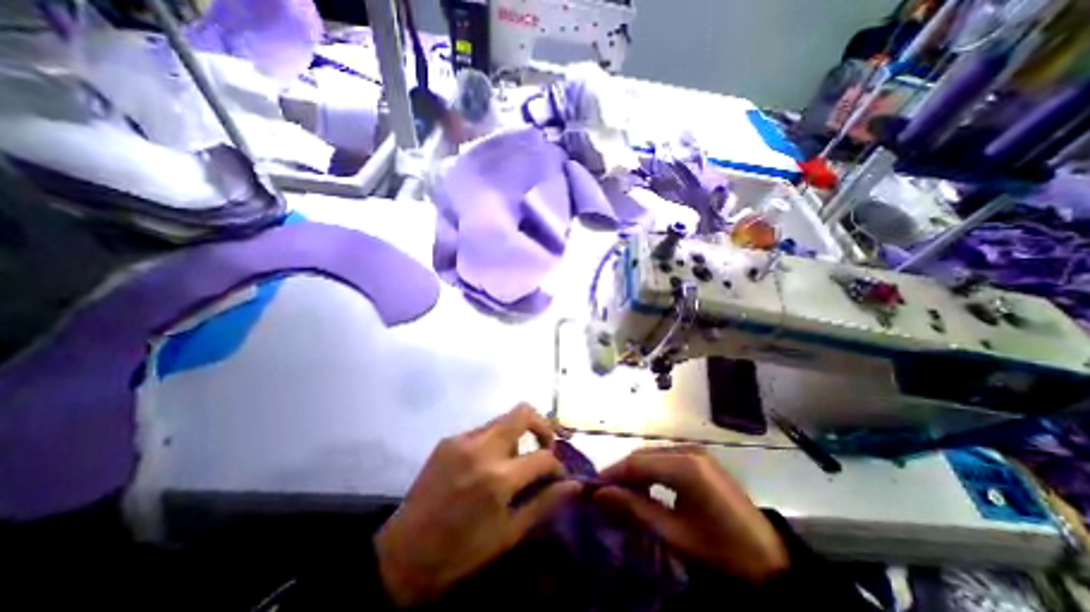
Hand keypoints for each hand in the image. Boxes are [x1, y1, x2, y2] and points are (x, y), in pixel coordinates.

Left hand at [373, 402, 577, 605]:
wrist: (401, 556)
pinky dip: (496, 440)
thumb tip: (574, 485)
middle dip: (542, 425)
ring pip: (503, 419)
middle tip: (546, 446)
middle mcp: (481, 448)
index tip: (558, 476)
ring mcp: (462, 440)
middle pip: (523, 412)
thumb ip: (544, 503)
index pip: (543, 457)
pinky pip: (483, 430)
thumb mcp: (508, 535)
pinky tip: (489, 465)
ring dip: (518, 433)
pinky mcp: (448, 439)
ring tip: (516, 461)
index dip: (557, 465)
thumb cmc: (459, 554)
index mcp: (498, 478)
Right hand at [594, 444, 789, 581]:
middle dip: (622, 473)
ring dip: (636, 473)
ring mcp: (697, 453)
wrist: (773, 565)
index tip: (593, 490)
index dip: (612, 474)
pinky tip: (647, 490)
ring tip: (623, 495)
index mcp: (684, 465)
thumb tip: (600, 495)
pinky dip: (652, 472)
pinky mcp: (702, 461)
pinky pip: (667, 460)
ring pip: (654, 456)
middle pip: (643, 455)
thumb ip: (634, 510)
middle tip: (606, 496)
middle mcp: (688, 450)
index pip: (635, 462)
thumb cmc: (721, 552)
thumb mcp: (674, 535)